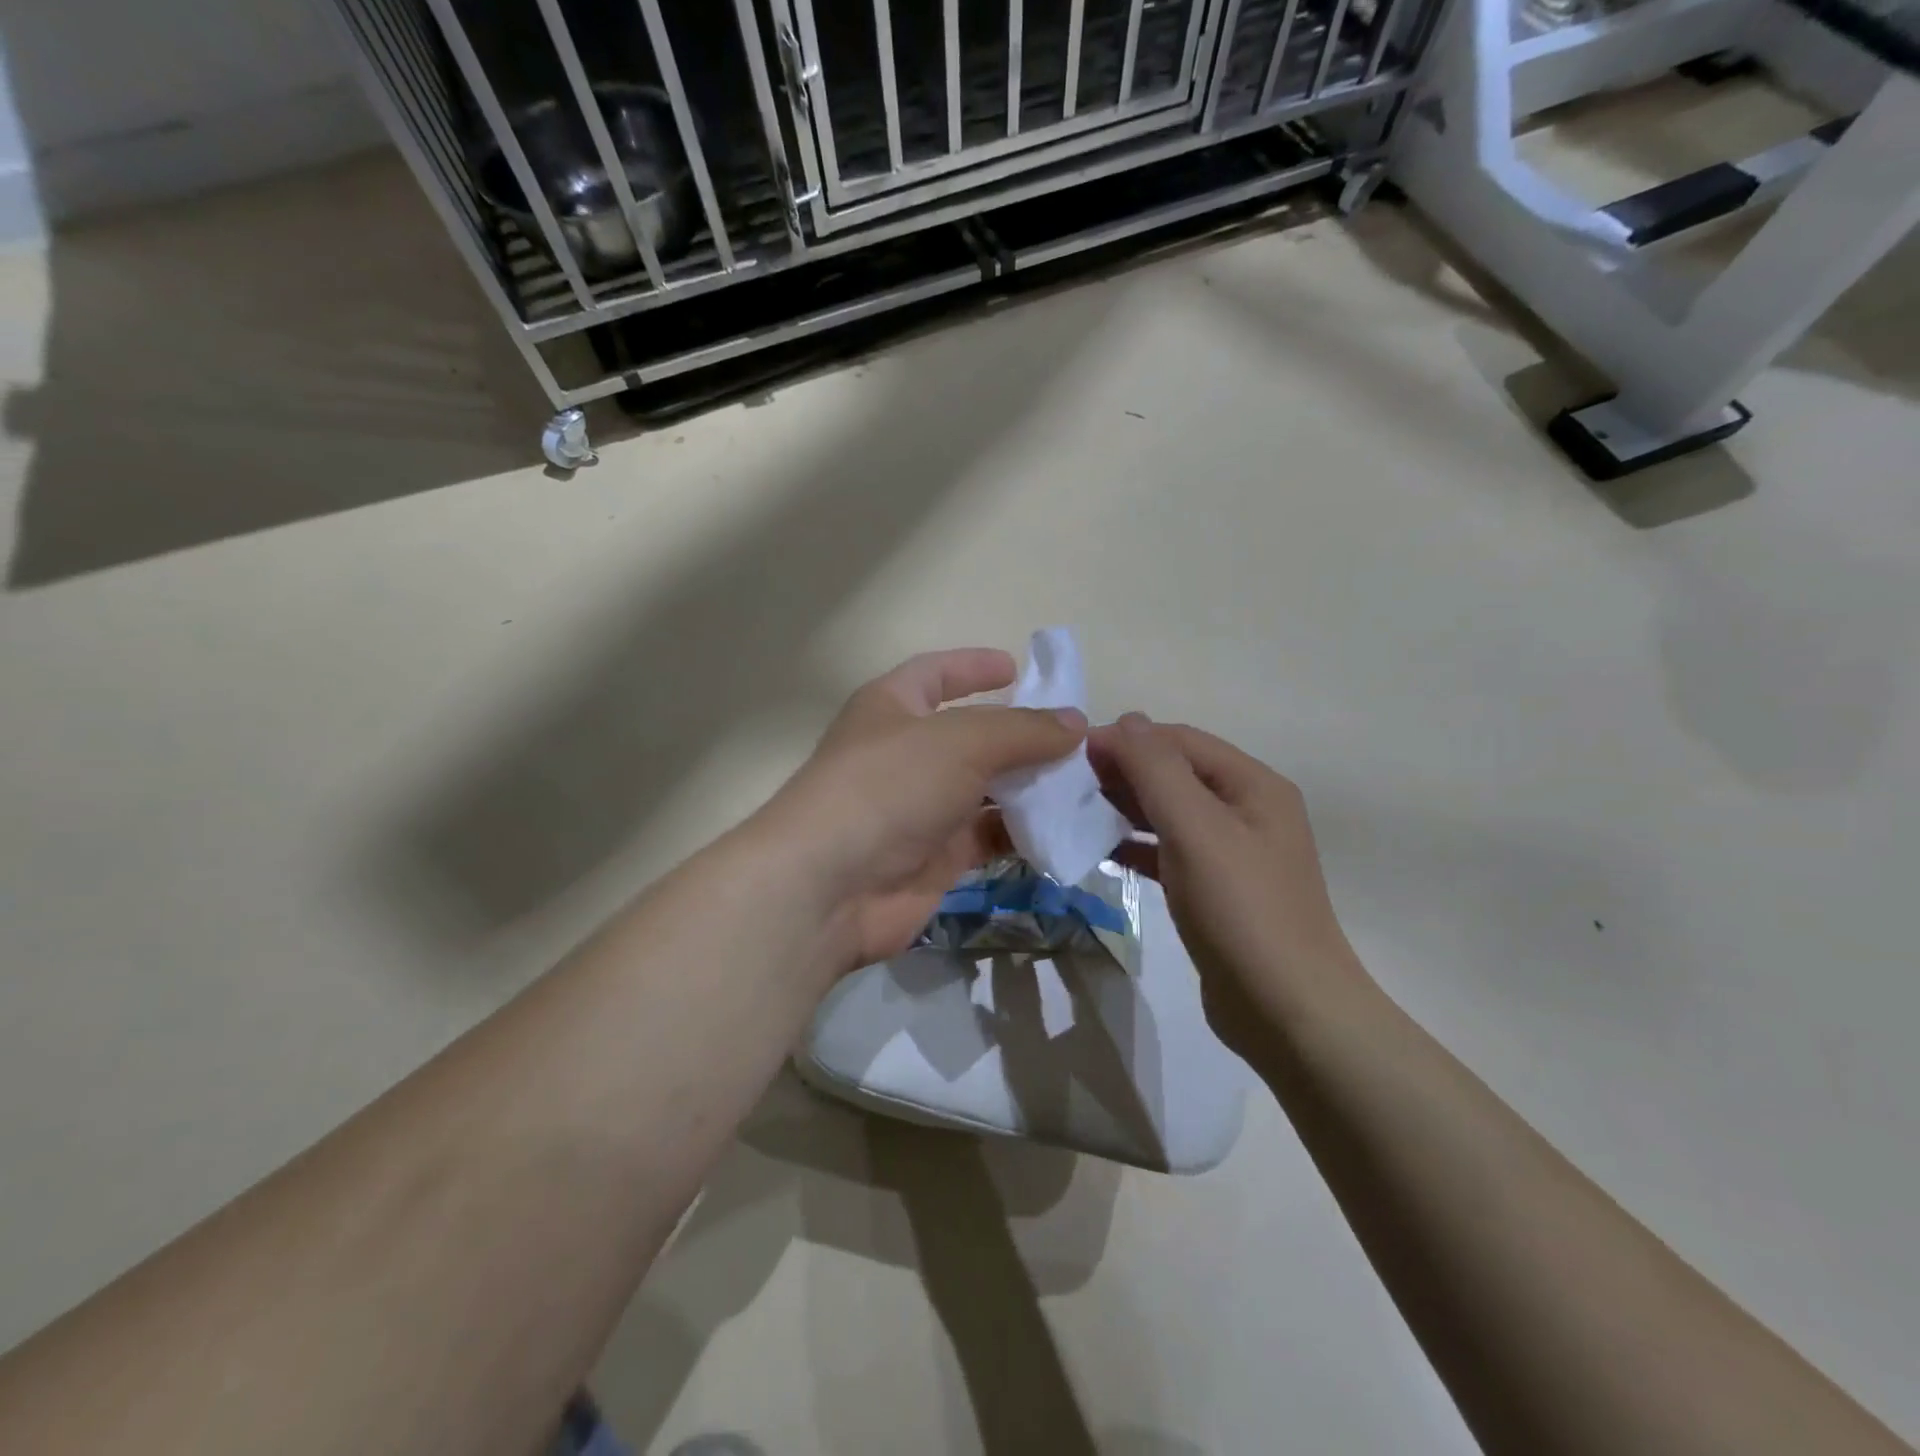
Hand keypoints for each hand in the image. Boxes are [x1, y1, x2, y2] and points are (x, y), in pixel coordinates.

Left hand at [756, 649, 1085, 974]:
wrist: (830, 886)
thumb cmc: (890, 786)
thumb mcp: (963, 741)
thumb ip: (1023, 730)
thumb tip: (1076, 722)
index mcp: (894, 706)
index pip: (936, 674)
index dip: (973, 666)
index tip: (1017, 668)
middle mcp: (906, 754)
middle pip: (972, 735)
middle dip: (1021, 736)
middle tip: (1075, 739)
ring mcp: (920, 808)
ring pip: (985, 790)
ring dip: (1029, 787)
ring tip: (1083, 783)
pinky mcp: (935, 857)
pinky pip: (987, 837)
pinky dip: (1021, 832)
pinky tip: (1063, 829)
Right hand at [1089, 714, 1362, 1057]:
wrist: (1286, 1012)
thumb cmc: (1241, 910)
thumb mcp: (1196, 829)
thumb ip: (1157, 770)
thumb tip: (1126, 720)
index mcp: (1253, 785)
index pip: (1180, 741)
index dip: (1126, 740)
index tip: (1070, 752)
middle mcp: (1247, 810)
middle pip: (1175, 774)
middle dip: (1123, 771)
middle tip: (1066, 783)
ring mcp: (1232, 853)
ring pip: (1169, 813)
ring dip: (1125, 806)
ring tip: (1075, 810)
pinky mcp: (1215, 890)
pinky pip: (1168, 851)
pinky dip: (1136, 845)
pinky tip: (1101, 850)